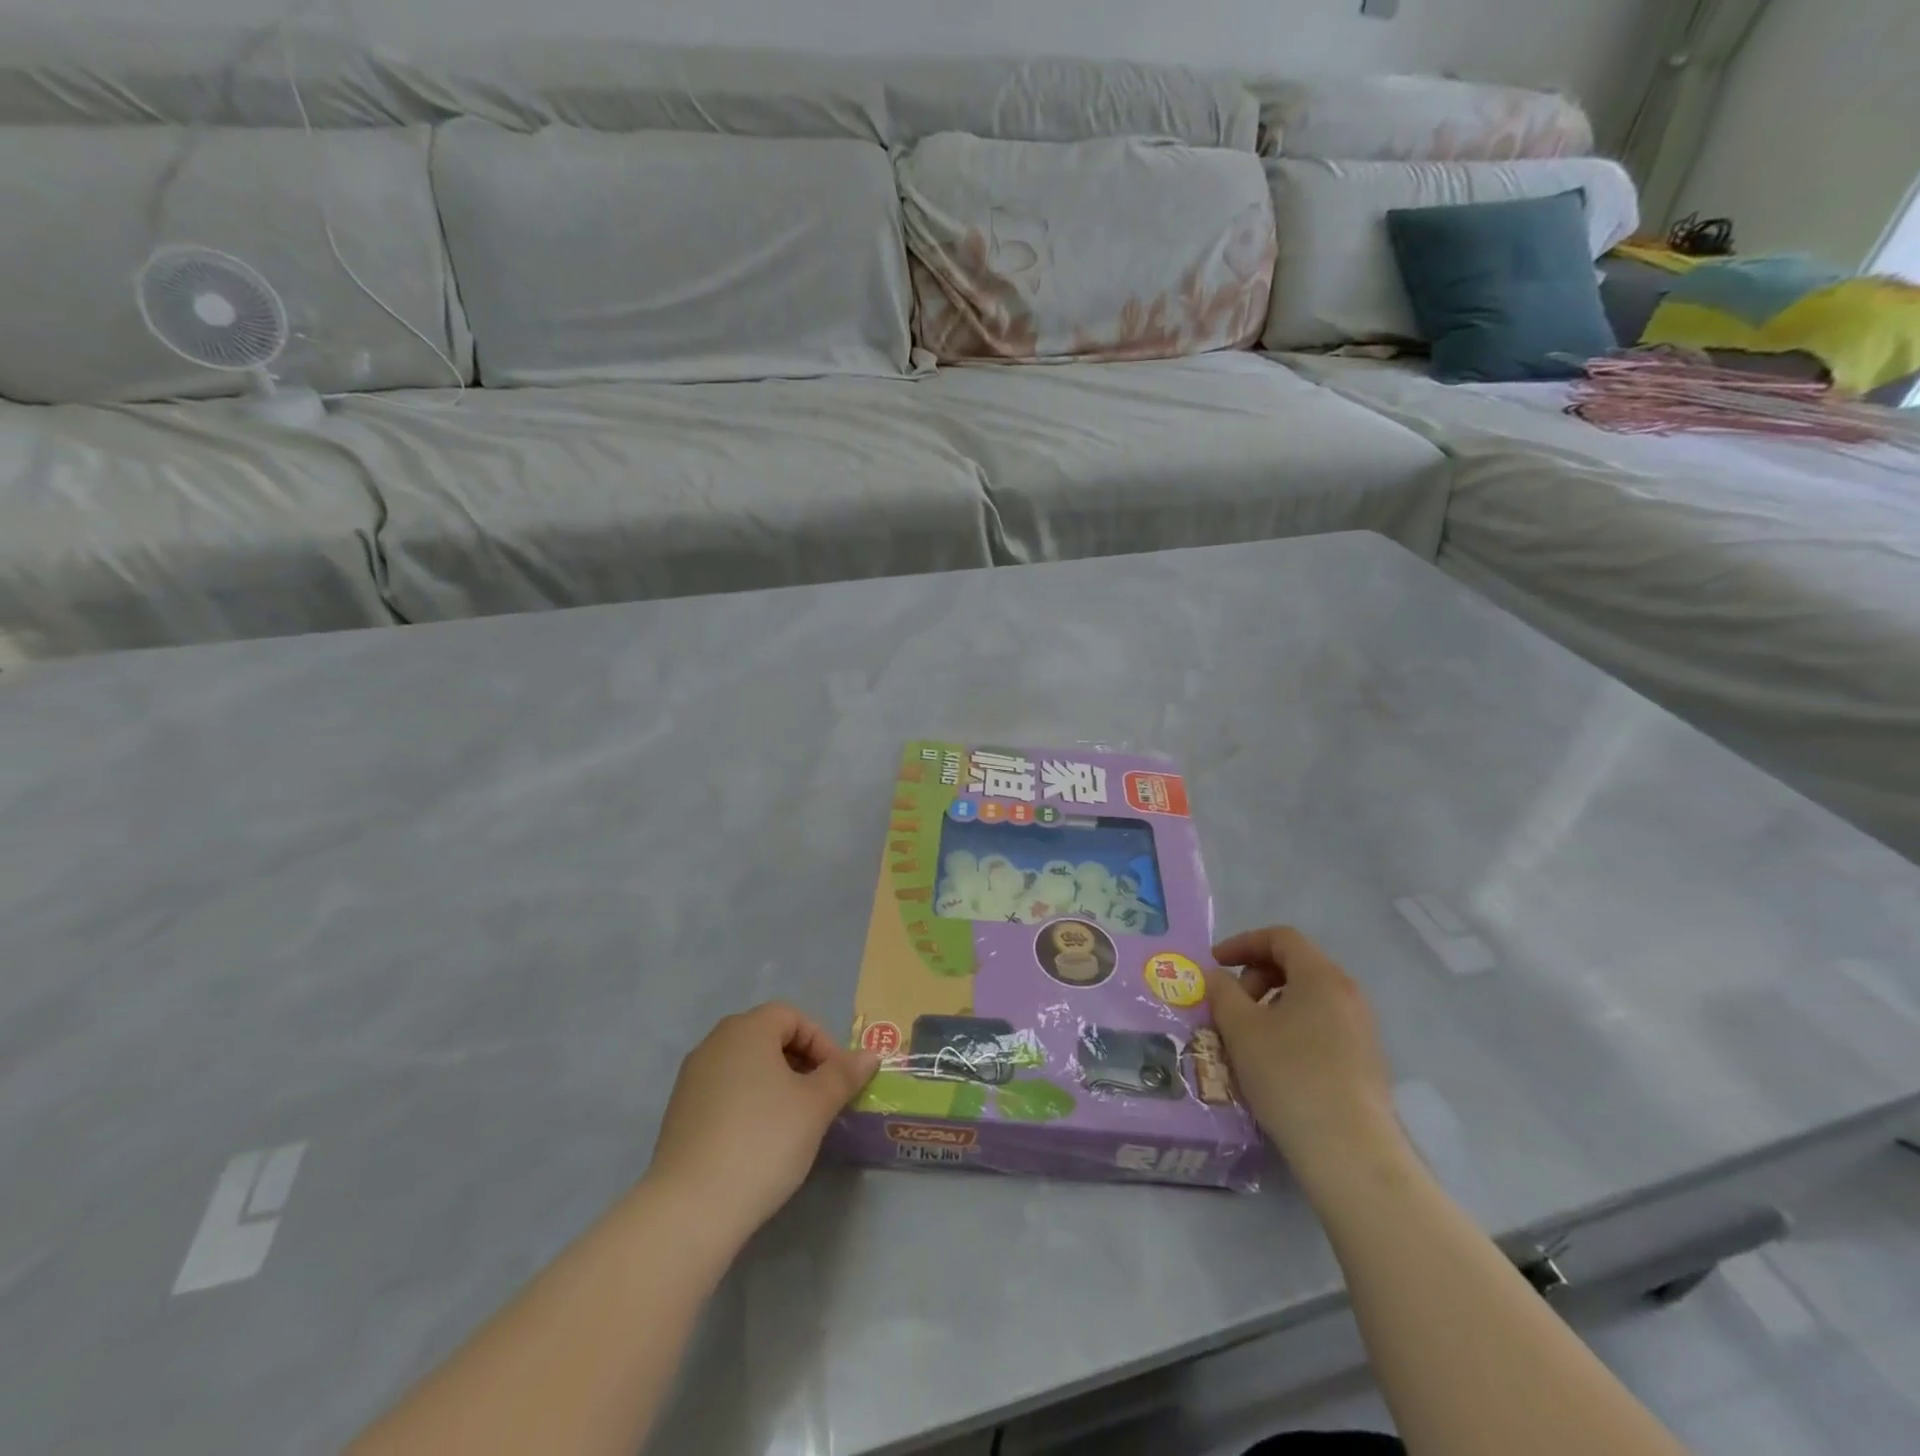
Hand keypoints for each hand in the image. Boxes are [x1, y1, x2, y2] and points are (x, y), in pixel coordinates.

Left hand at [644, 1004, 878, 1252]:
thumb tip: (870, 1055)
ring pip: (746, 1066)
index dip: (822, 1043)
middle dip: (801, 1063)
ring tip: (794, 1123)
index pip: (793, 1016)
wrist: (690, 1209)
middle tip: (820, 1100)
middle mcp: (714, 1043)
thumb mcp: (816, 1106)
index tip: (837, 1081)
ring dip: (775, 1084)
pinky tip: (759, 1142)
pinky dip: (749, 1104)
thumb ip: (844, 1074)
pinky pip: (725, 1092)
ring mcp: (692, 1078)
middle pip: (768, 1037)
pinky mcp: (679, 1113)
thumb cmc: (763, 1141)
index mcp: (747, 1029)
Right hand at [1207, 927, 1401, 1176]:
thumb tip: (1218, 976)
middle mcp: (1348, 995)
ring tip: (1246, 1037)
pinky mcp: (1364, 1063)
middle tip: (1230, 1005)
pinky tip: (1273, 1062)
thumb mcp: (1241, 1028)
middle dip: (1255, 977)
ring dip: (1270, 1005)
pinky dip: (1290, 1029)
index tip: (1215, 964)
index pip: (1281, 938)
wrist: (1350, 1152)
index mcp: (1322, 977)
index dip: (1242, 943)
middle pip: (1296, 965)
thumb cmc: (1289, 1076)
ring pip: (1307, 999)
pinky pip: (1320, 1026)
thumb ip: (1222, 992)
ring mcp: (1361, 1030)